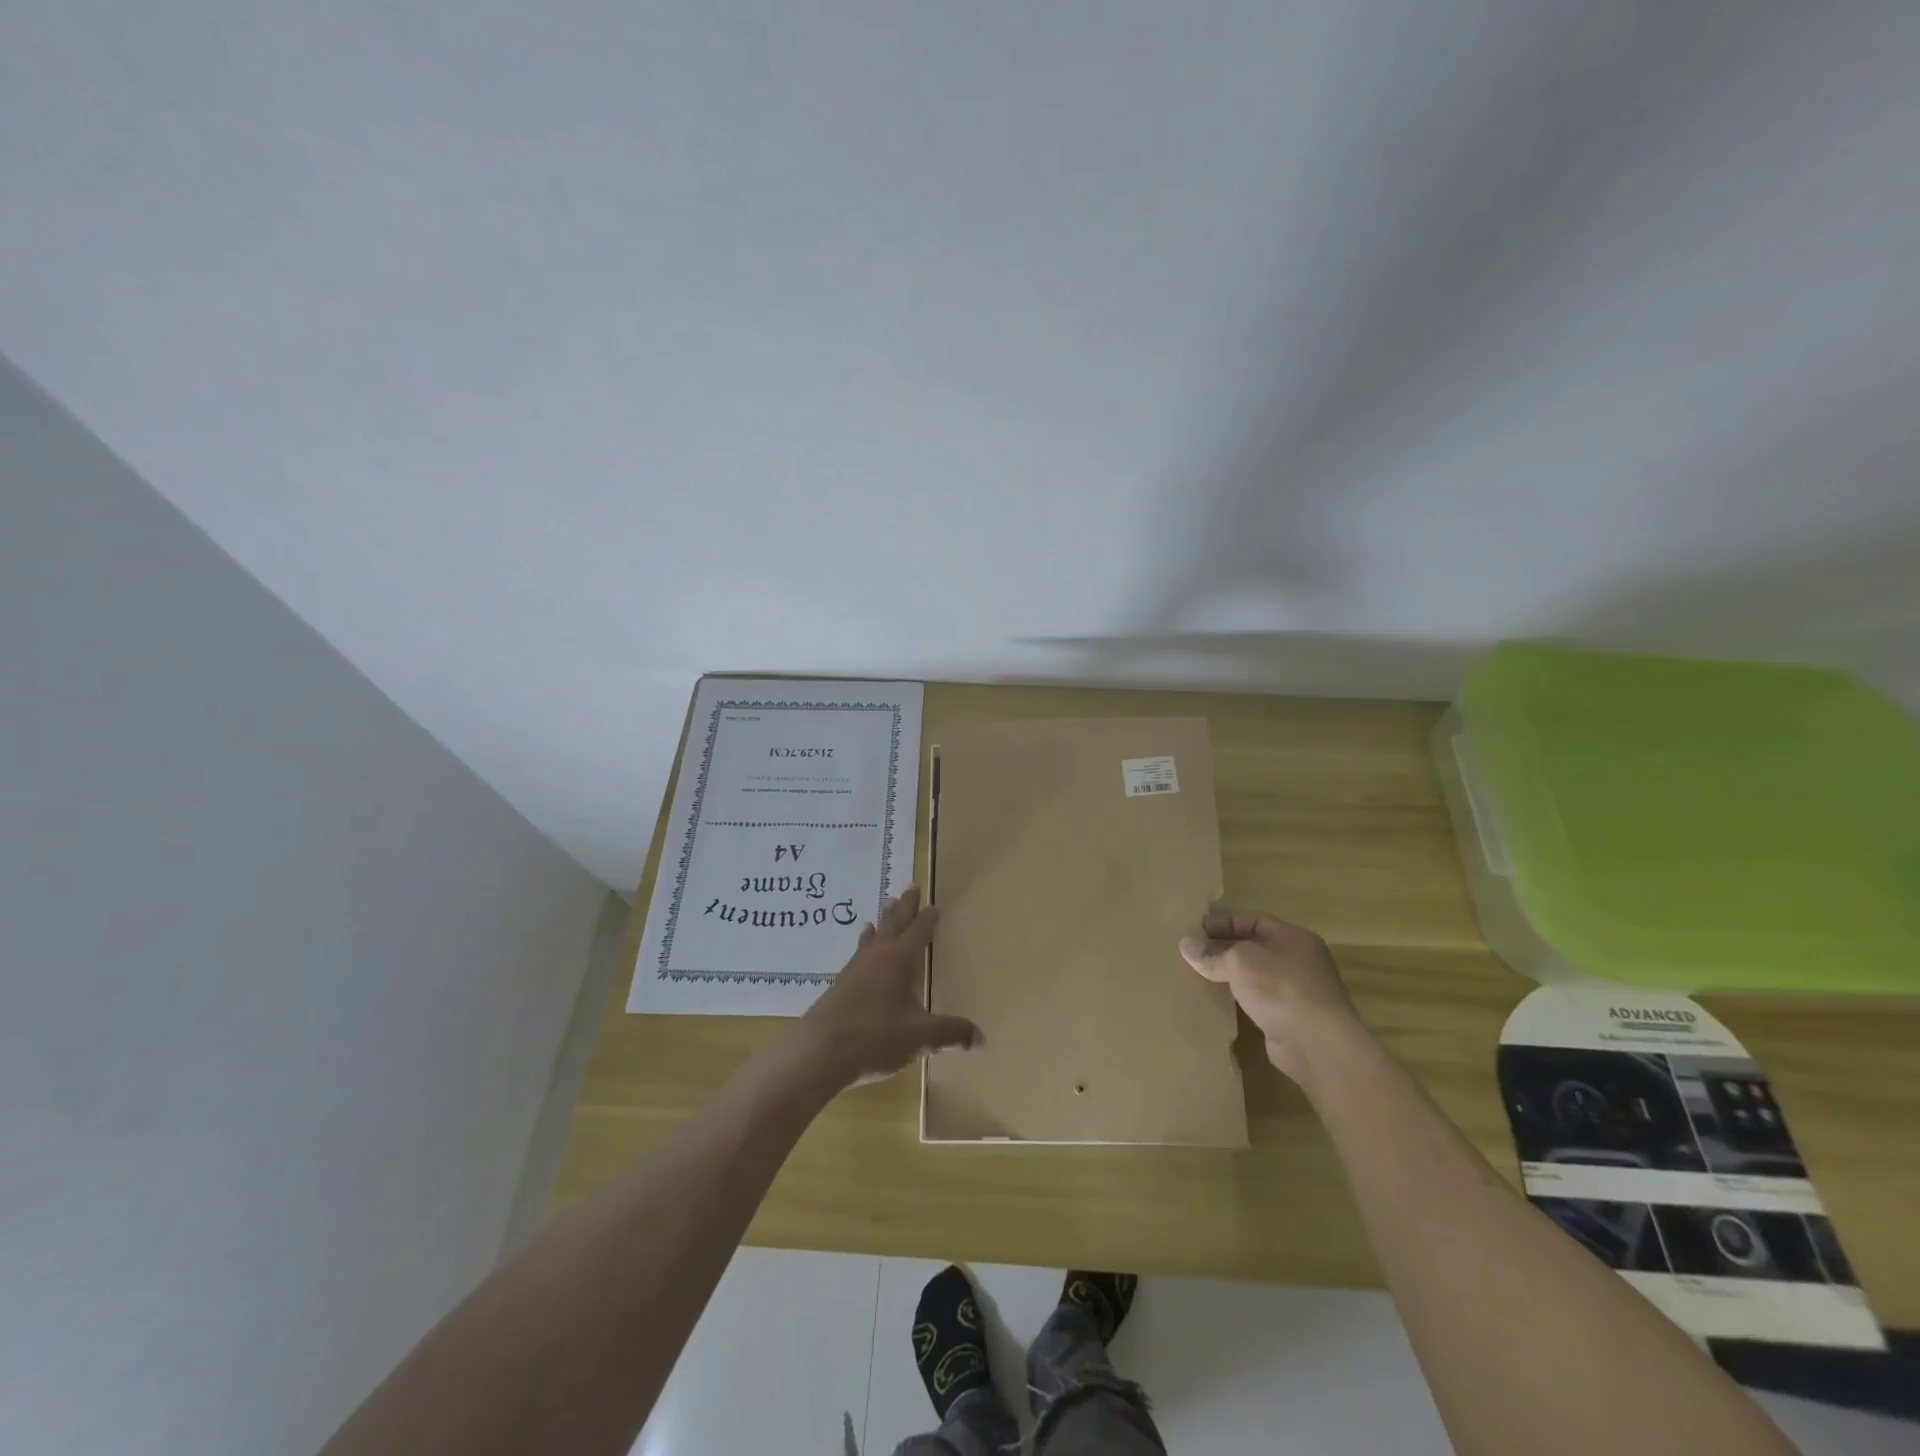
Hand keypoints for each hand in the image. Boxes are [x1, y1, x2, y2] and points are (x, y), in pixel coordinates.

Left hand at [796, 887, 981, 1089]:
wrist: (819, 1052)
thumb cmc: (875, 1037)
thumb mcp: (920, 1037)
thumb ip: (951, 1034)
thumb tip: (980, 1038)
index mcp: (900, 960)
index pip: (918, 932)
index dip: (927, 919)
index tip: (933, 904)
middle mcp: (877, 956)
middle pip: (894, 924)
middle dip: (905, 906)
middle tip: (911, 887)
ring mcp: (854, 969)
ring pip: (873, 936)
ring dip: (883, 921)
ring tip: (885, 906)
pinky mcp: (839, 986)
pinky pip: (858, 954)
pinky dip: (864, 944)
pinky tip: (861, 951)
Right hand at [1179, 911, 1362, 1084]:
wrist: (1317, 1044)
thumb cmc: (1280, 988)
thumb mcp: (1239, 961)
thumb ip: (1212, 953)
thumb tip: (1186, 945)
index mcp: (1292, 937)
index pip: (1252, 921)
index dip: (1222, 923)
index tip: (1193, 930)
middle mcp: (1299, 960)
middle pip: (1254, 947)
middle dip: (1223, 949)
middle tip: (1192, 953)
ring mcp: (1297, 990)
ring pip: (1256, 975)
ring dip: (1231, 975)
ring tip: (1199, 975)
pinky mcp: (1291, 1018)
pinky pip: (1259, 1000)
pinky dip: (1240, 998)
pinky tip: (1218, 1002)